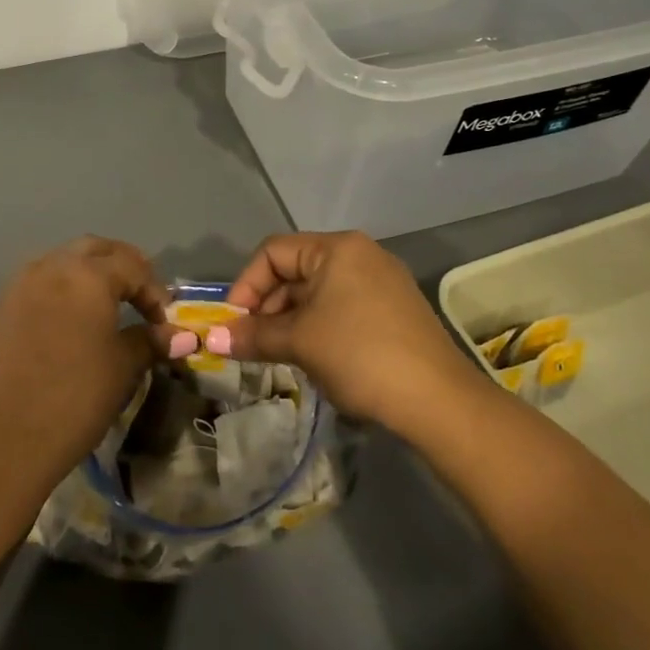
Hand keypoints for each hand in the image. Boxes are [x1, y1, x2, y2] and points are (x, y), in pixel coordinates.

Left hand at [0, 237, 182, 491]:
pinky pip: (34, 288)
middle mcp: (51, 268)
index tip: (165, 322)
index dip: (155, 291)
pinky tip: (62, 327)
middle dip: (121, 266)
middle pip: (94, 249)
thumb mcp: (122, 369)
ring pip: (59, 263)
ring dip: (85, 275)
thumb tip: (178, 336)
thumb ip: (149, 342)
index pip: (132, 266)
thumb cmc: (73, 398)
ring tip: (101, 307)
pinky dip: (56, 295)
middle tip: (138, 295)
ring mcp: (18, 287)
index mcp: (88, 275)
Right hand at [211, 231, 472, 432]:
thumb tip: (211, 338)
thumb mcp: (299, 342)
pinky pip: (342, 307)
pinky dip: (319, 327)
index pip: (273, 253)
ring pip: (319, 293)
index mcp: (337, 248)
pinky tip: (316, 359)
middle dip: (268, 307)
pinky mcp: (395, 310)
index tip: (234, 324)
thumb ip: (254, 335)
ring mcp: (382, 282)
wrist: (439, 401)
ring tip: (281, 356)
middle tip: (253, 344)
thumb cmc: (359, 355)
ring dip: (292, 321)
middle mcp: (360, 254)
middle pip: (296, 270)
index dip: (246, 286)